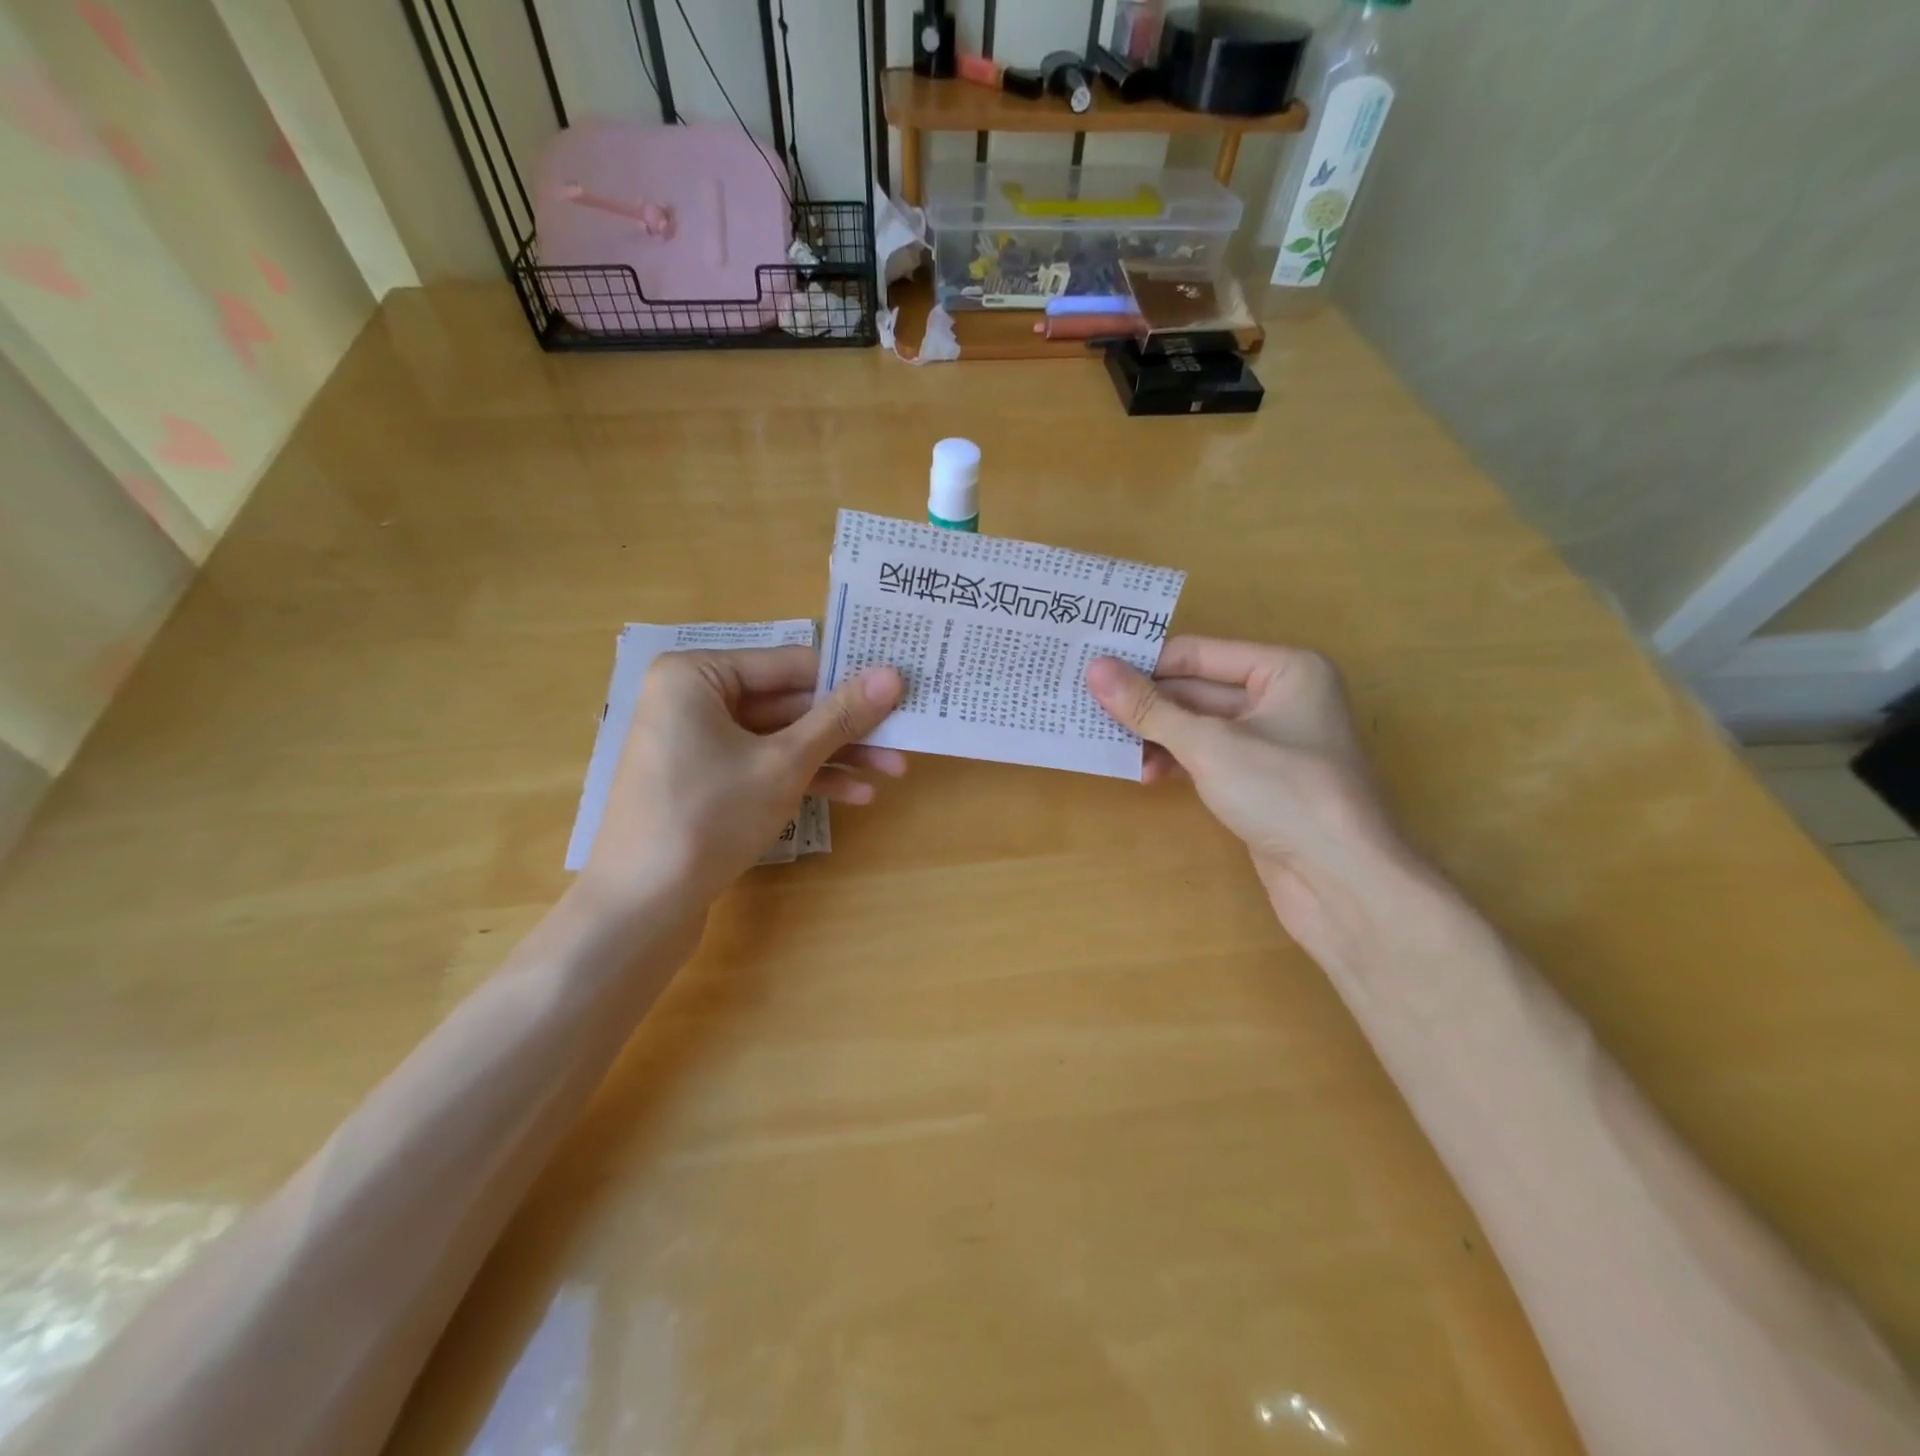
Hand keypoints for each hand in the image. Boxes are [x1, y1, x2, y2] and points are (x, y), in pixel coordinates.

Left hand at [582, 646, 905, 915]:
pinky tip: (855, 796)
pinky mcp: (705, 781)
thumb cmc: (710, 816)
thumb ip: (840, 716)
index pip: (791, 664)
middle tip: (903, 738)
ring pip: (780, 739)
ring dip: (835, 756)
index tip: (900, 692)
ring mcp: (698, 743)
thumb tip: (893, 674)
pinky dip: (804, 778)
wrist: (641, 907)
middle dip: (847, 728)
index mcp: (698, 675)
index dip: (848, 679)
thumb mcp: (785, 762)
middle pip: (788, 704)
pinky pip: (762, 765)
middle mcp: (693, 699)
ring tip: (892, 772)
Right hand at [1087, 636, 1417, 941]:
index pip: (1198, 654)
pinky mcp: (1261, 780)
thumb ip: (1149, 708)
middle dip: (1147, 705)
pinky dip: (1176, 761)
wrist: (1342, 882)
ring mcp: (1272, 742)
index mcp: (1285, 669)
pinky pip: (1208, 756)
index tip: (1091, 672)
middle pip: (1197, 690)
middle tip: (1089, 710)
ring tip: (1113, 749)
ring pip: (1199, 726)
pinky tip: (1146, 774)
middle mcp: (1282, 697)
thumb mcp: (1208, 744)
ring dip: (1157, 737)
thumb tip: (1095, 669)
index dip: (1145, 663)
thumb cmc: (1284, 793)